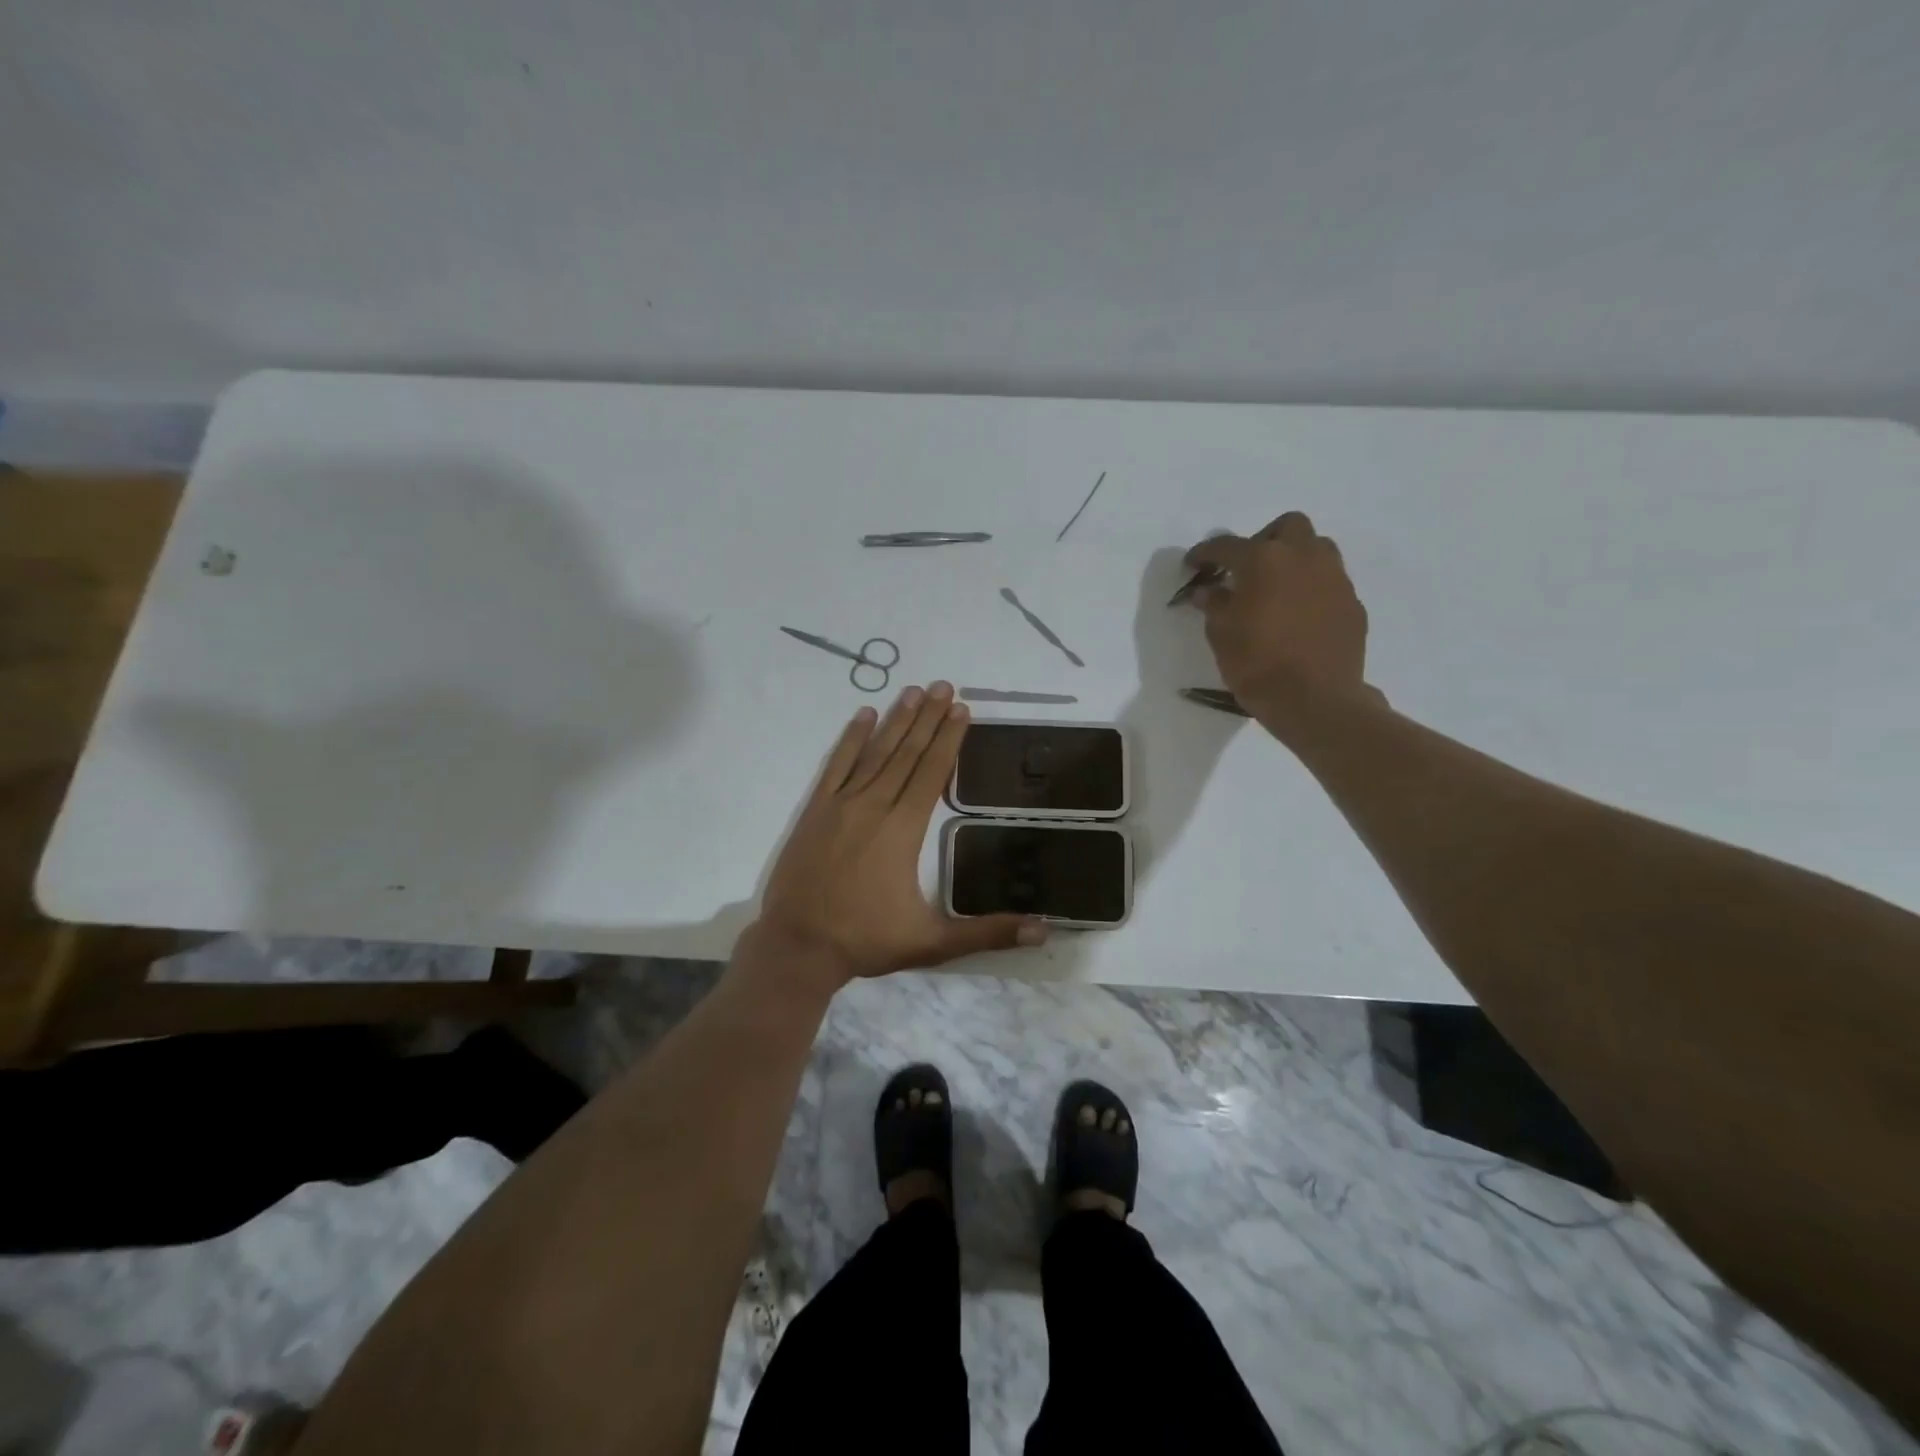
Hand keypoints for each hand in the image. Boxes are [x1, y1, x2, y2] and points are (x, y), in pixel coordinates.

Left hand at [750, 681, 1047, 987]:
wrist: (798, 946)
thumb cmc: (866, 940)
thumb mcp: (933, 942)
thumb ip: (989, 933)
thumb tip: (1043, 932)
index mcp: (904, 829)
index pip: (932, 772)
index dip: (949, 739)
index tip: (962, 709)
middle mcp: (874, 805)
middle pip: (907, 753)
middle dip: (928, 718)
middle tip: (944, 686)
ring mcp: (841, 804)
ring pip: (875, 752)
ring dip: (896, 720)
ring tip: (914, 691)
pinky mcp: (815, 810)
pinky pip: (837, 764)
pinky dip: (851, 738)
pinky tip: (863, 715)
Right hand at [1183, 512, 1384, 737]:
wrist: (1315, 700)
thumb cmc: (1257, 663)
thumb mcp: (1221, 634)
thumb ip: (1214, 604)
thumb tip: (1207, 590)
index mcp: (1265, 560)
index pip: (1227, 546)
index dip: (1205, 553)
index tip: (1192, 564)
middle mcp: (1304, 557)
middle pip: (1286, 527)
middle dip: (1264, 540)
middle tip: (1246, 569)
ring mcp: (1335, 578)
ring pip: (1316, 549)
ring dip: (1294, 559)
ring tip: (1276, 588)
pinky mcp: (1352, 603)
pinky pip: (1329, 583)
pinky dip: (1311, 589)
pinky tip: (1298, 616)